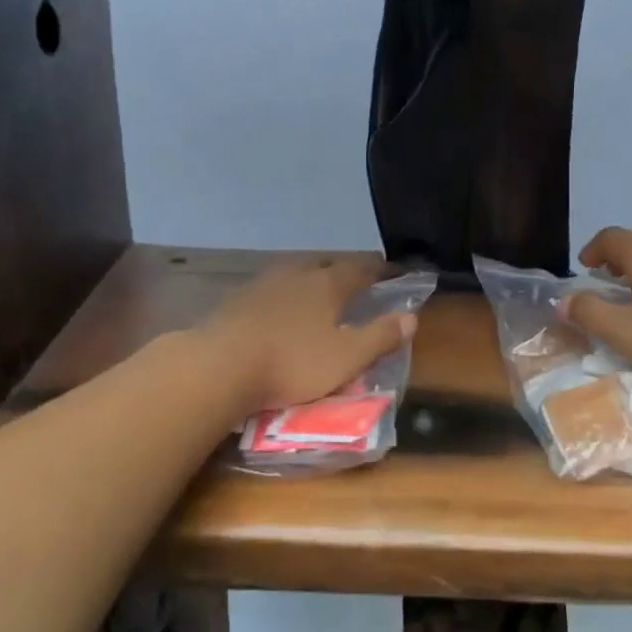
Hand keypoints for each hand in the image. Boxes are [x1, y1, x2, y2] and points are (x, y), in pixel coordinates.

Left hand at [198, 259, 417, 411]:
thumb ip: (380, 337)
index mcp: (327, 285)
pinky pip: (269, 290)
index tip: (389, 272)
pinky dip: (282, 297)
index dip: (377, 270)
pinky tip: (277, 311)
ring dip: (308, 281)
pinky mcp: (237, 300)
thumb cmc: (292, 363)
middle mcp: (296, 275)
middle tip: (353, 283)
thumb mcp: (346, 358)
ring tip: (315, 294)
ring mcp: (263, 284)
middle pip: (324, 265)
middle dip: (341, 272)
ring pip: (294, 274)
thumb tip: (412, 317)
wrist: (220, 365)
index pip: (359, 269)